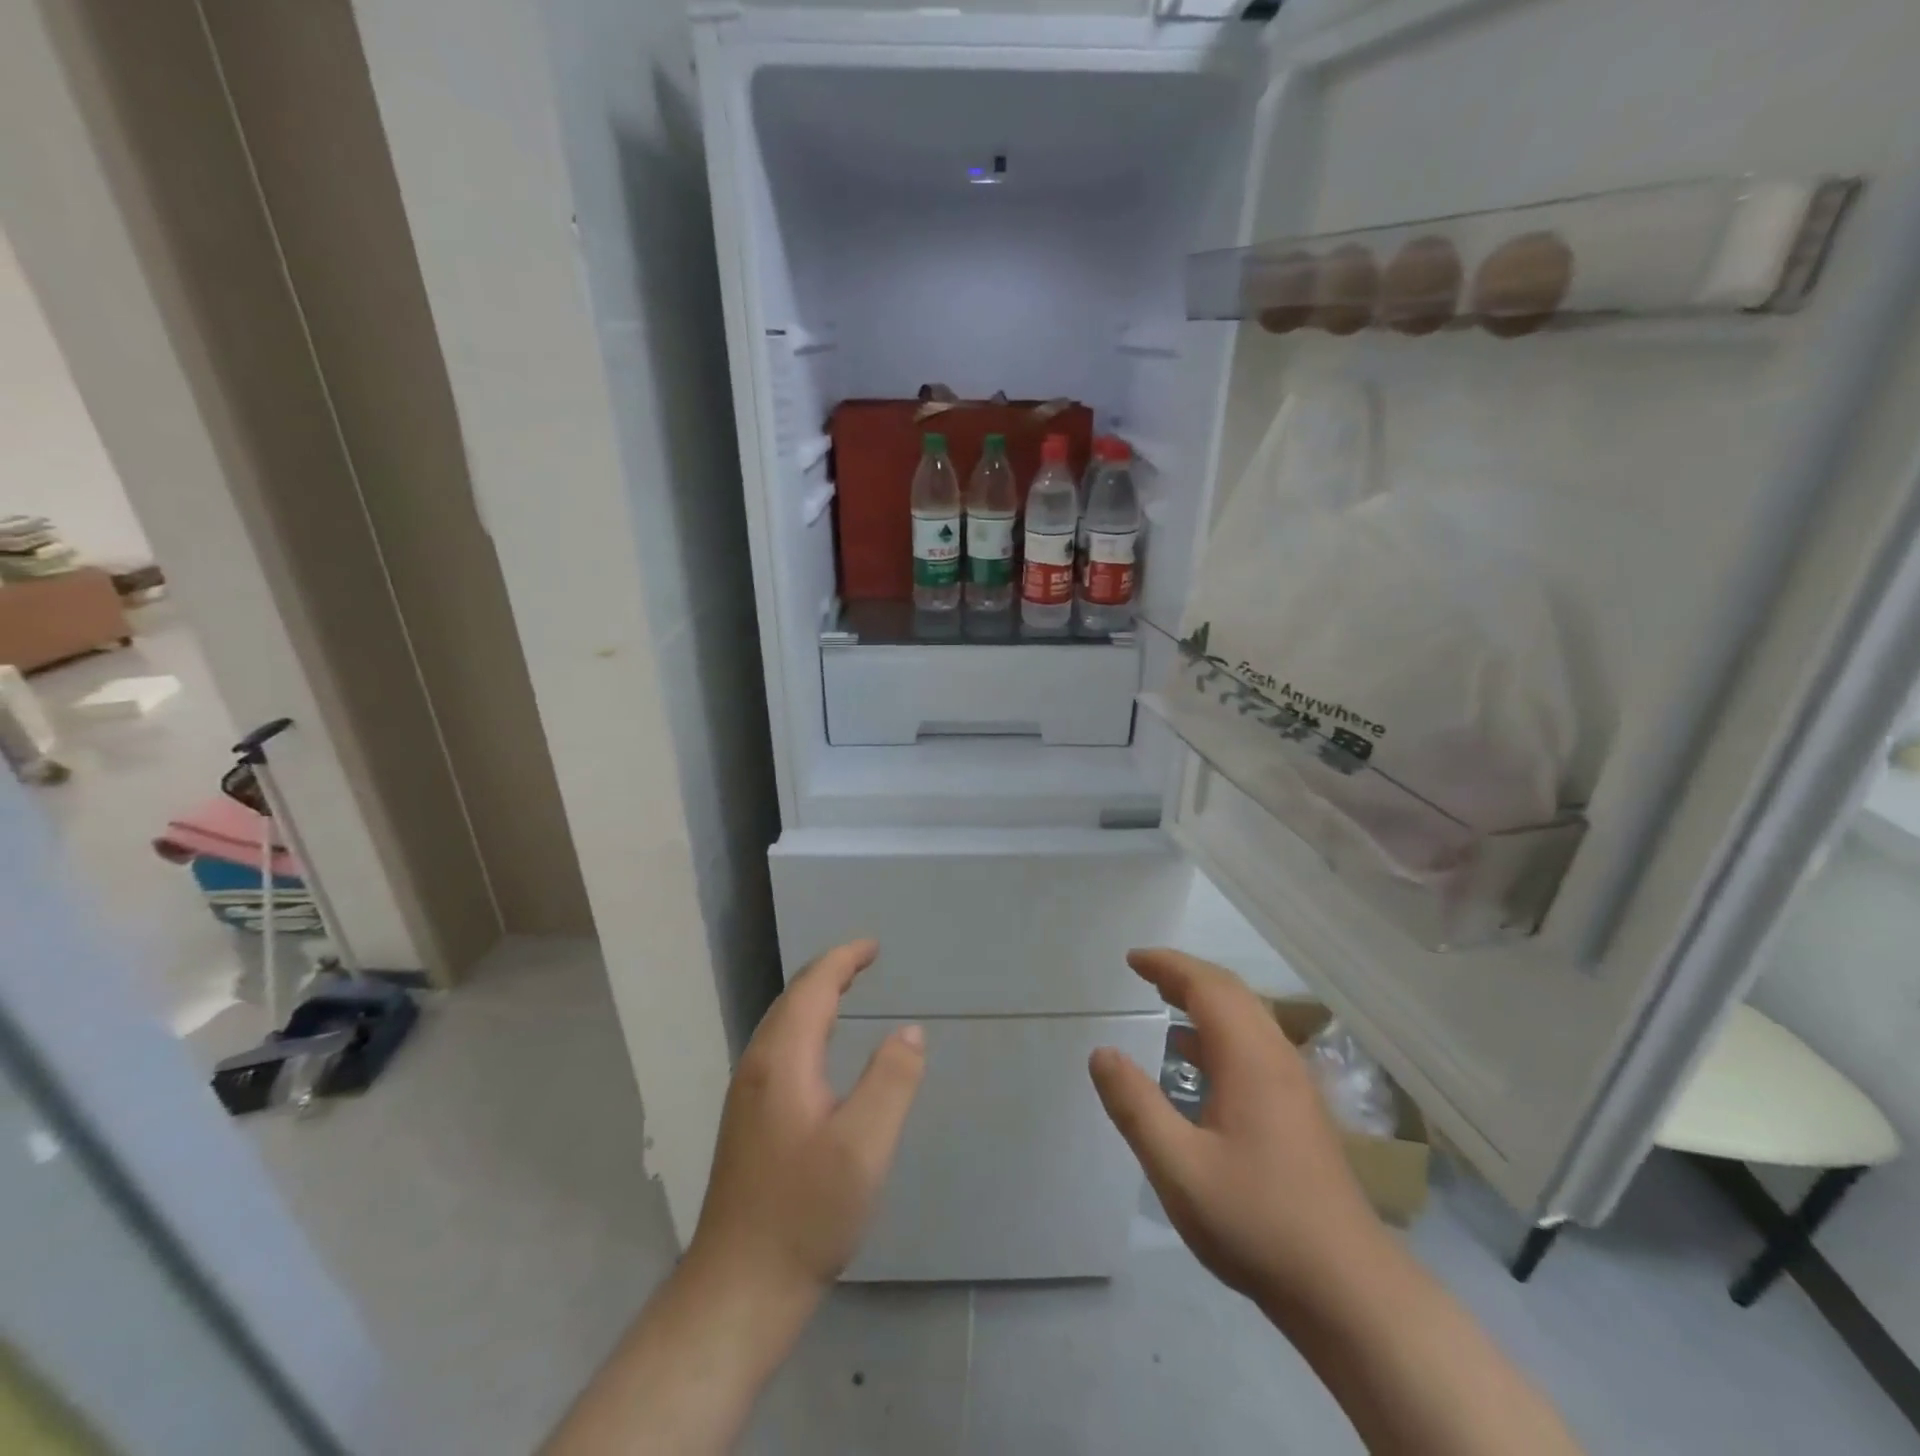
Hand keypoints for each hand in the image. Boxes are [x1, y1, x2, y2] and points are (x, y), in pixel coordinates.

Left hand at [688, 940, 925, 1297]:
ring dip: (815, 998)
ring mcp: (746, 1095)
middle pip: (792, 1000)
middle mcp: (757, 1066)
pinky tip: (819, 1049)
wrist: (738, 1289)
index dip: (843, 960)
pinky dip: (805, 1026)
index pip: (813, 988)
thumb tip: (910, 1031)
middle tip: (865, 960)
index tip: (874, 946)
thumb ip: (891, 1081)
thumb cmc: (806, 1213)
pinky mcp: (747, 1121)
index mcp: (783, 1060)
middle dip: (829, 972)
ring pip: (781, 1025)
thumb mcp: (864, 1146)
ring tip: (847, 990)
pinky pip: (779, 1048)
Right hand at [1088, 949, 1381, 1314]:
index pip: (1207, 987)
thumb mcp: (1179, 1167)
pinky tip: (1197, 1063)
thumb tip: (1101, 1053)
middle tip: (1145, 973)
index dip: (1168, 965)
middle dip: (1186, 975)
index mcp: (1250, 1059)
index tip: (1132, 959)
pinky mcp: (1300, 1111)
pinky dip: (1220, 1032)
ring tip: (1165, 1003)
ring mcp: (1294, 1085)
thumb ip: (1135, 1106)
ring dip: (1205, 1002)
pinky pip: (1255, 1046)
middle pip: (1232, 994)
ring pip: (1248, 1020)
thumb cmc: (1256, 1221)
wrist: (1347, 1289)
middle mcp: (1277, 1059)